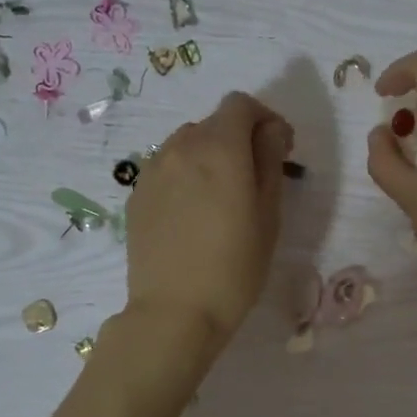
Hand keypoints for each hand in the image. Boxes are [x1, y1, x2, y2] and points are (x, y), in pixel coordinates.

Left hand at [125, 92, 294, 356]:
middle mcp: (180, 147)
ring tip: (222, 198)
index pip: (241, 104)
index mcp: (219, 149)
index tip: (279, 149)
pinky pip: (167, 168)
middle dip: (239, 139)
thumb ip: (270, 162)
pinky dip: (186, 176)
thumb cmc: (235, 267)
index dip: (265, 119)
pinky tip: (194, 215)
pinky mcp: (136, 195)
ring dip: (210, 156)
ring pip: (187, 144)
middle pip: (214, 123)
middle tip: (255, 178)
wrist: (175, 311)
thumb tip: (270, 132)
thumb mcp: (268, 215)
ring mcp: (152, 170)